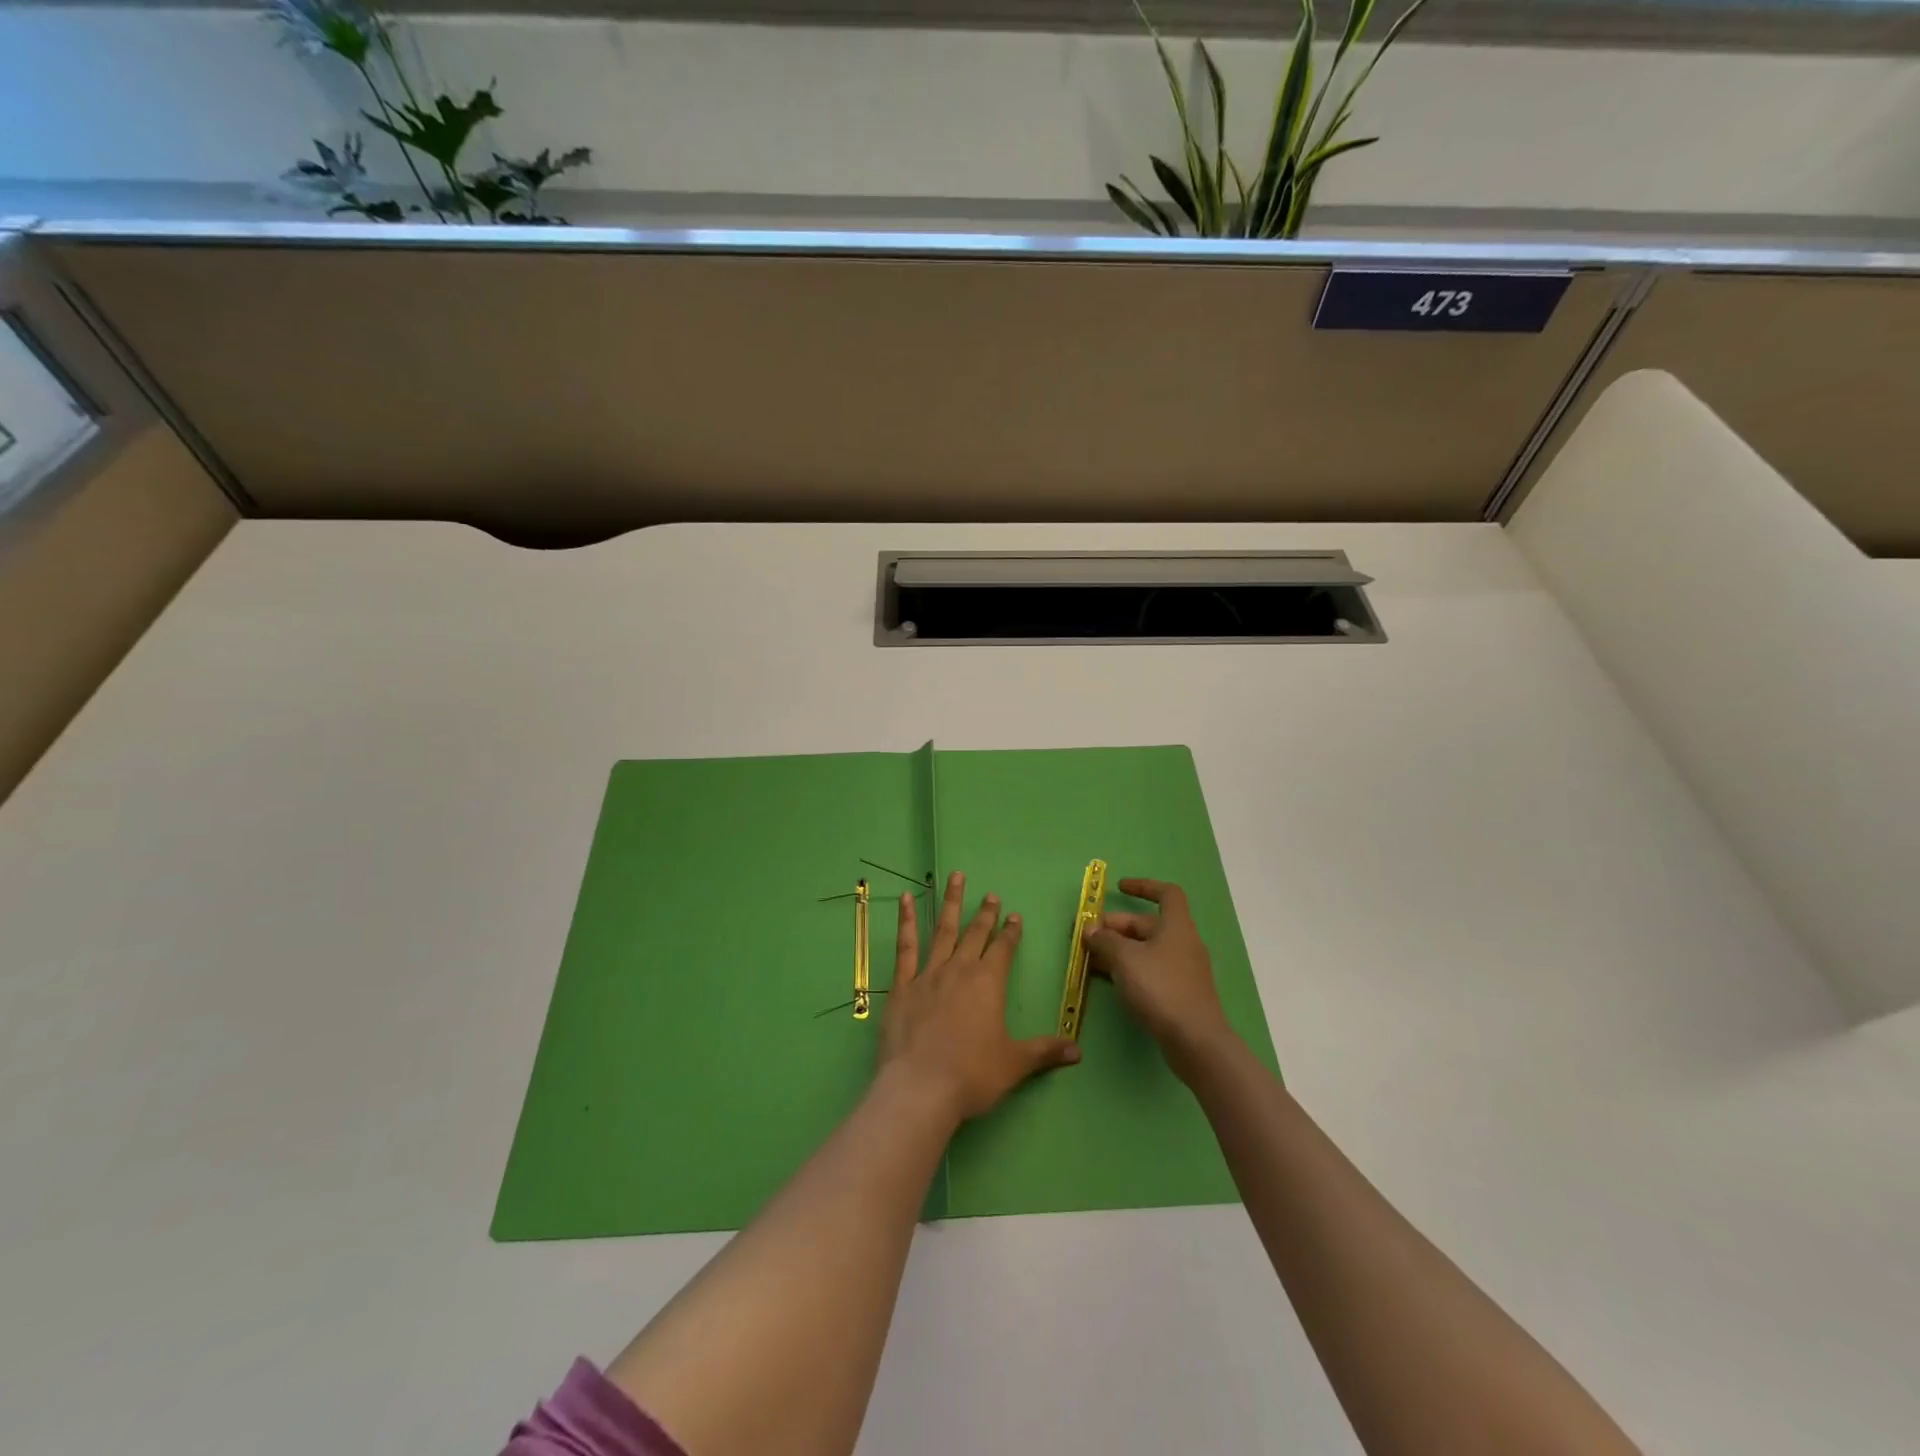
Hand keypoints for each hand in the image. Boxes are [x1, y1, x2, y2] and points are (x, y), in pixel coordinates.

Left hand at [879, 871, 1079, 1122]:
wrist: (920, 1087)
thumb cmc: (972, 1075)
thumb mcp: (1014, 1064)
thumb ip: (1044, 1052)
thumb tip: (1078, 1050)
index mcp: (988, 983)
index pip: (1004, 949)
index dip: (1011, 932)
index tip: (1015, 916)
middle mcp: (960, 970)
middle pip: (975, 934)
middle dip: (985, 913)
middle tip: (990, 894)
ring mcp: (928, 974)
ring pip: (942, 930)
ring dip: (951, 902)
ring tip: (956, 877)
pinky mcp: (902, 986)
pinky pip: (905, 947)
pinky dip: (906, 921)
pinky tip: (905, 899)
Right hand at [1083, 878, 1237, 1078]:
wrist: (1195, 1041)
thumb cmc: (1161, 988)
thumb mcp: (1125, 959)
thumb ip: (1104, 941)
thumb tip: (1090, 930)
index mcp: (1177, 926)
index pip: (1166, 894)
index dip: (1143, 886)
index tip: (1118, 888)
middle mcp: (1182, 943)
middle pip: (1148, 924)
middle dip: (1116, 926)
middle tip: (1087, 936)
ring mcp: (1182, 970)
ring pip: (1145, 950)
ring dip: (1117, 949)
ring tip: (1089, 958)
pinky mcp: (1178, 994)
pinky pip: (1149, 970)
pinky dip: (1128, 969)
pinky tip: (1108, 980)